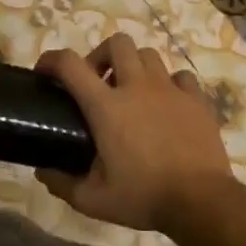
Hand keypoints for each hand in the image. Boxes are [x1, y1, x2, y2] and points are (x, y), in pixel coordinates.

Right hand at [35, 36, 234, 231]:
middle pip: (117, 43)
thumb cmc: (143, 197)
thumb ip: (62, 184)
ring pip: (149, 55)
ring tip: (131, 91)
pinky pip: (181, 76)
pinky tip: (166, 103)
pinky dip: (169, 83)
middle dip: (101, 55)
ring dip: (134, 66)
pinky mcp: (197, 100)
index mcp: (106, 107)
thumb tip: (43, 172)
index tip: (44, 72)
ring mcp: (170, 90)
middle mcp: (137, 87)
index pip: (70, 65)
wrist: (201, 202)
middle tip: (97, 81)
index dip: (51, 60)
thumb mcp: (92, 200)